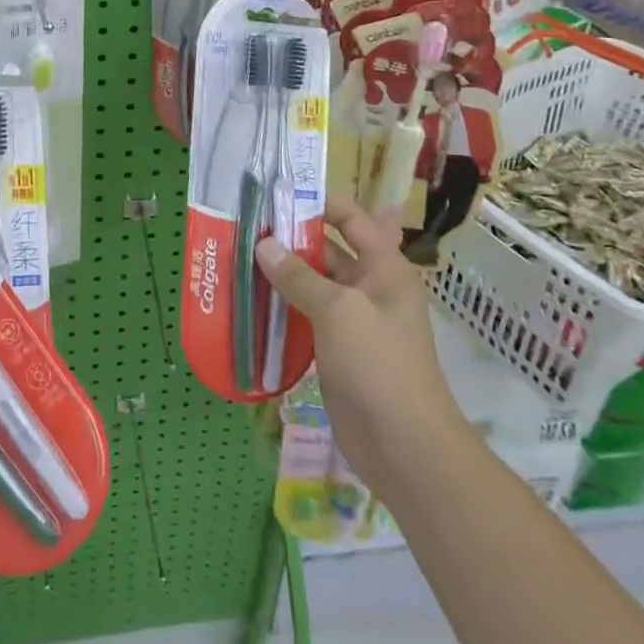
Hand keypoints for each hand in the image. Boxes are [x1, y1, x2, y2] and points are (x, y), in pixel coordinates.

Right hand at [255, 195, 458, 493]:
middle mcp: (370, 287)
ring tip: (239, 260)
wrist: (405, 448)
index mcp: (384, 268)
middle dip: (290, 240)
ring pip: (313, 285)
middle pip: (328, 250)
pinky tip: (251, 303)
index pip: (351, 219)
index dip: (318, 203)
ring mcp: (354, 321)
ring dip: (282, 275)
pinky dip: (283, 308)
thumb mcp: (338, 311)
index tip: (276, 195)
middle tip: (245, 228)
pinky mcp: (337, 350)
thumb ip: (299, 276)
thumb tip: (263, 244)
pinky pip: (307, 317)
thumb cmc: (379, 366)